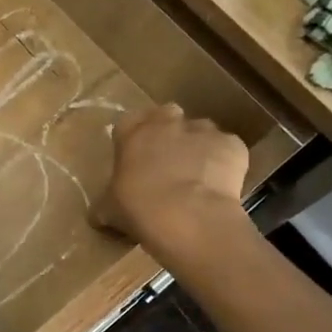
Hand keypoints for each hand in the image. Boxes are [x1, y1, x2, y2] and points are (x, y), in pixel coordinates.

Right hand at [93, 105, 251, 273]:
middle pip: (166, 115)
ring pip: (200, 130)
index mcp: (132, 132)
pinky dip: (225, 163)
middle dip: (167, 132)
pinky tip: (220, 186)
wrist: (188, 216)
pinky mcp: (232, 144)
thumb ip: (105, 204)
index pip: (128, 123)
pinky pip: (227, 150)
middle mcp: (167, 122)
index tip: (135, 158)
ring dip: (197, 146)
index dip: (133, 139)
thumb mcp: (108, 210)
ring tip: (196, 176)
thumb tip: (99, 214)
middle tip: (166, 162)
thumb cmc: (138, 208)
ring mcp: (203, 130)